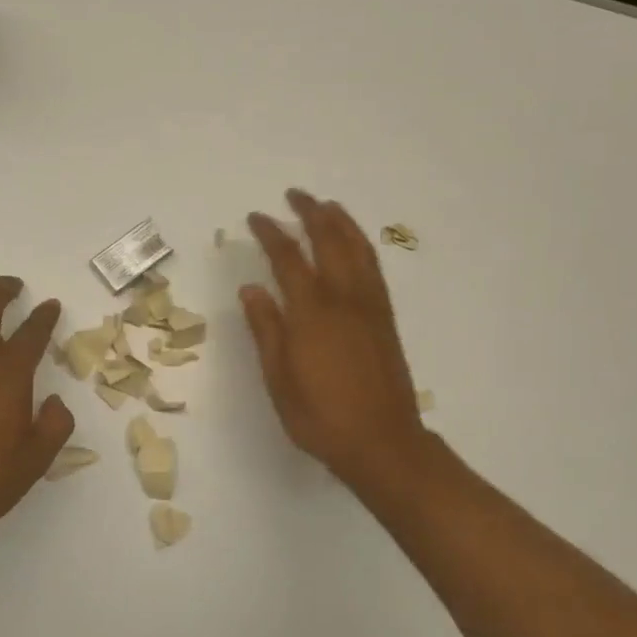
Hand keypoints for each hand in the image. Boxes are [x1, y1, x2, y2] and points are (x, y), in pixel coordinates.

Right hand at [242, 190, 437, 501]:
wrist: (382, 441)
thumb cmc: (320, 416)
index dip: (270, 233)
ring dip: (341, 222)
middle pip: (328, 241)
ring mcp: (369, 306)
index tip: (256, 217)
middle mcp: (343, 298)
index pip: (287, 258)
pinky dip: (361, 245)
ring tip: (327, 205)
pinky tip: (354, 244)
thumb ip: (266, 328)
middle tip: (295, 195)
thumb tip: (251, 288)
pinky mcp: (385, 318)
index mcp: (311, 312)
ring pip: (357, 249)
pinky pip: (373, 268)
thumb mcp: (279, 378)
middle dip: (310, 213)